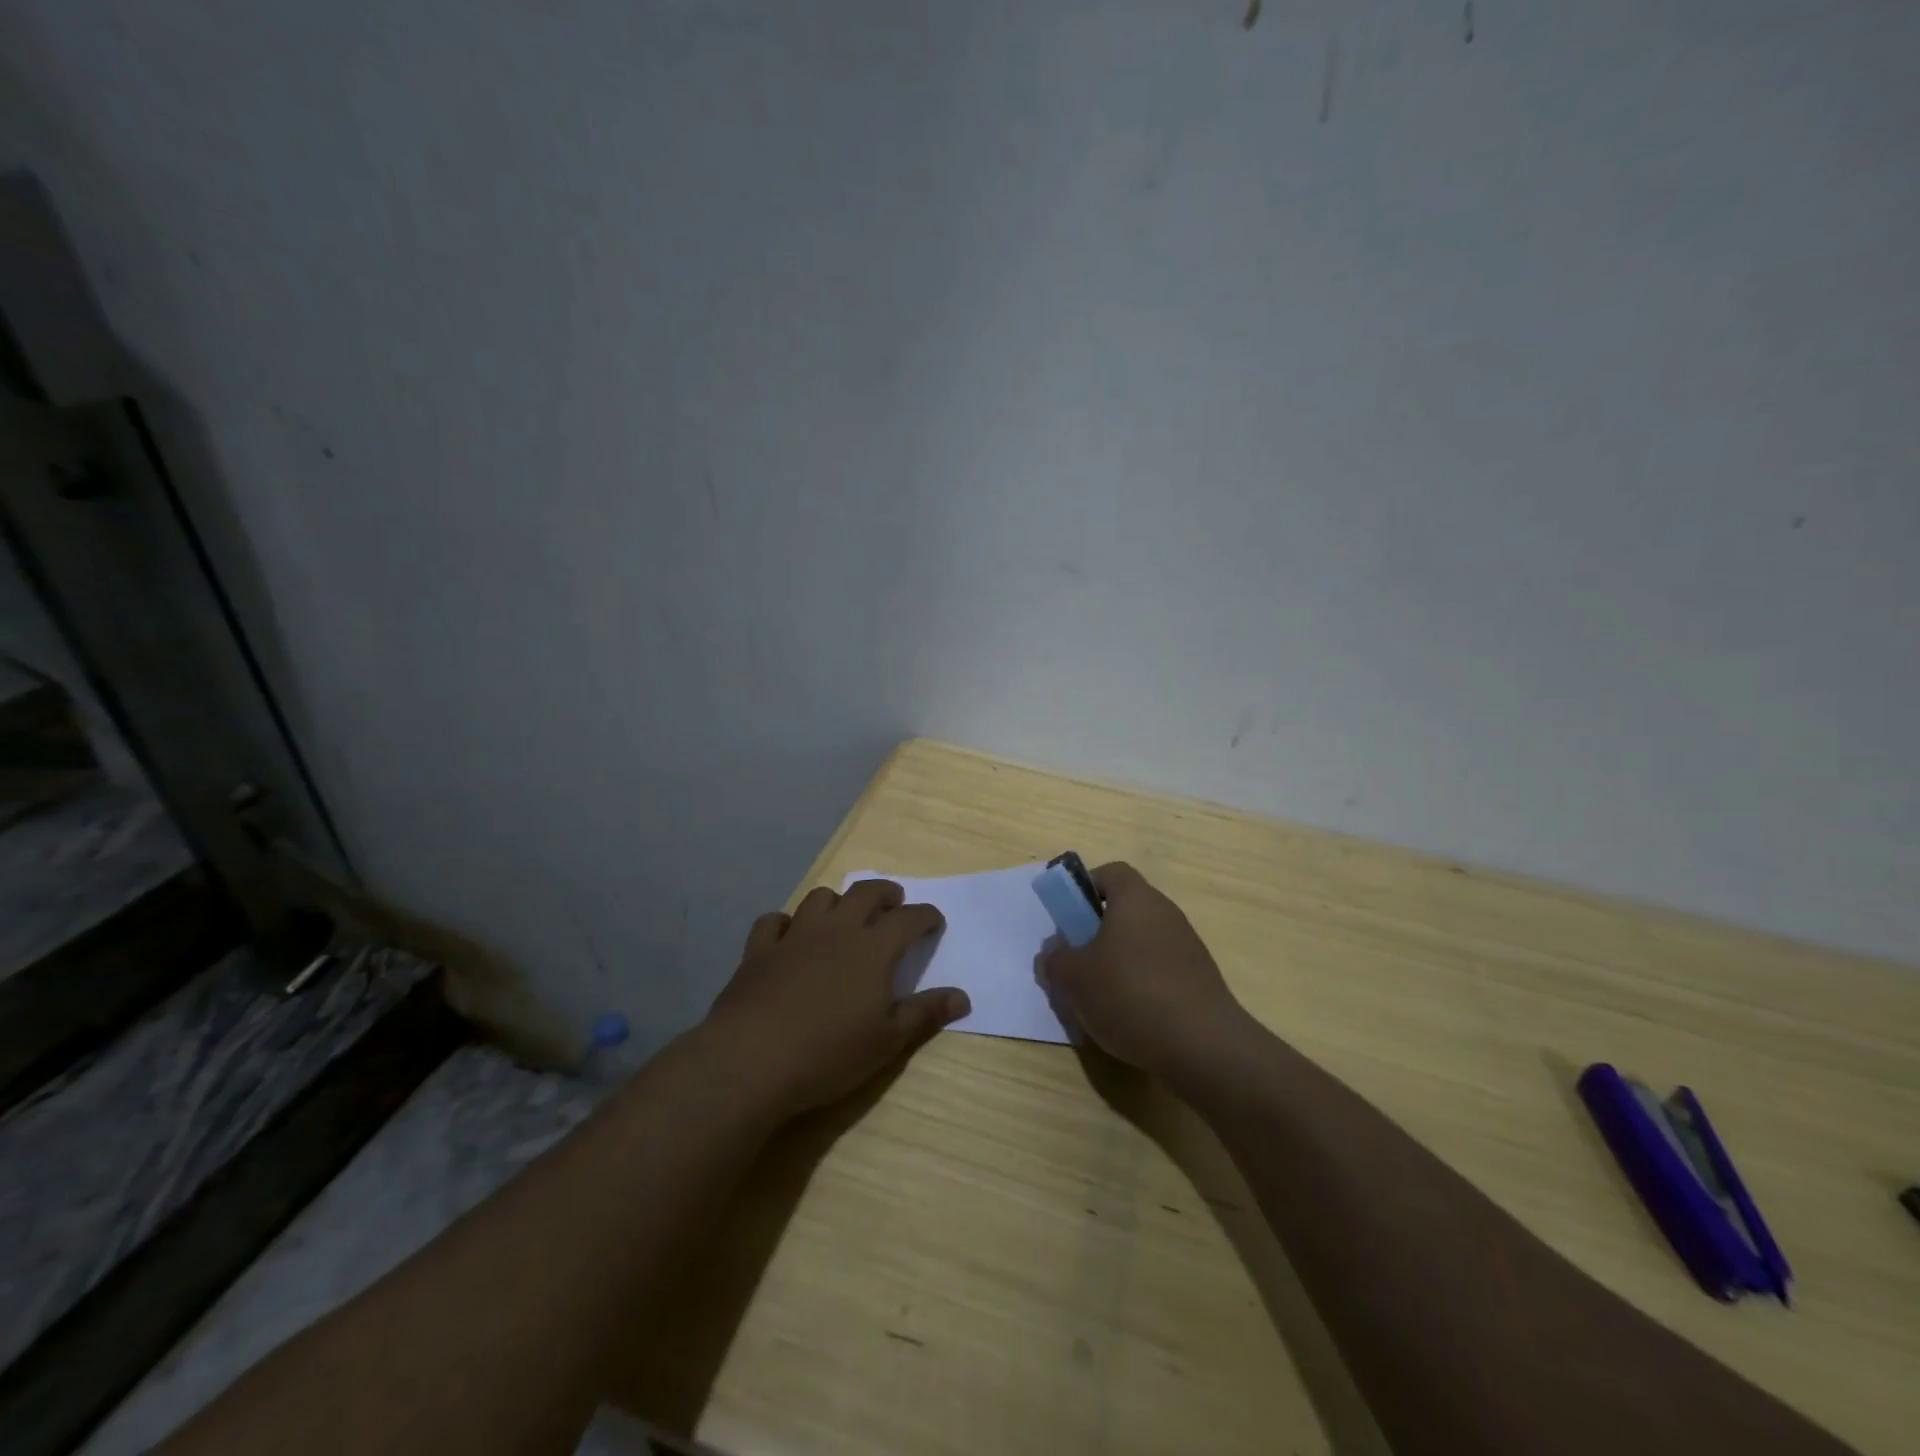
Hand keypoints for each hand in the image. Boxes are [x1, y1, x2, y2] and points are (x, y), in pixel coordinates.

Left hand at [702, 879, 969, 1119]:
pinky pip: (774, 921)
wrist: (751, 1060)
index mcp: (873, 948)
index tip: (934, 922)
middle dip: (885, 893)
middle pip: (865, 893)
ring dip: (838, 901)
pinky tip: (789, 935)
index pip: (909, 919)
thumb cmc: (829, 1053)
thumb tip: (963, 997)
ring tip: (844, 915)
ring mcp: (795, 935)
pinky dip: (786, 923)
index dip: (926, 916)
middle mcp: (836, 930)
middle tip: (894, 903)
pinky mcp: (759, 950)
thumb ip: (925, 1014)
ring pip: (820, 898)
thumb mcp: (887, 1041)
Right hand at [1039, 862, 1248, 1075]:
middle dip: (1097, 933)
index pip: (1110, 873)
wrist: (1203, 1046)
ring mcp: (1188, 947)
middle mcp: (1166, 914)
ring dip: (1118, 963)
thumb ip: (1055, 959)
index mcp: (1136, 899)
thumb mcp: (1074, 978)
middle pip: (1125, 910)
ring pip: (1141, 944)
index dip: (1085, 888)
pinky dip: (1141, 987)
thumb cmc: (1130, 994)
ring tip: (1098, 999)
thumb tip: (1054, 952)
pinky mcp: (1200, 981)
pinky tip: (1129, 1019)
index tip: (1068, 918)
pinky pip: (1160, 971)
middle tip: (1076, 962)